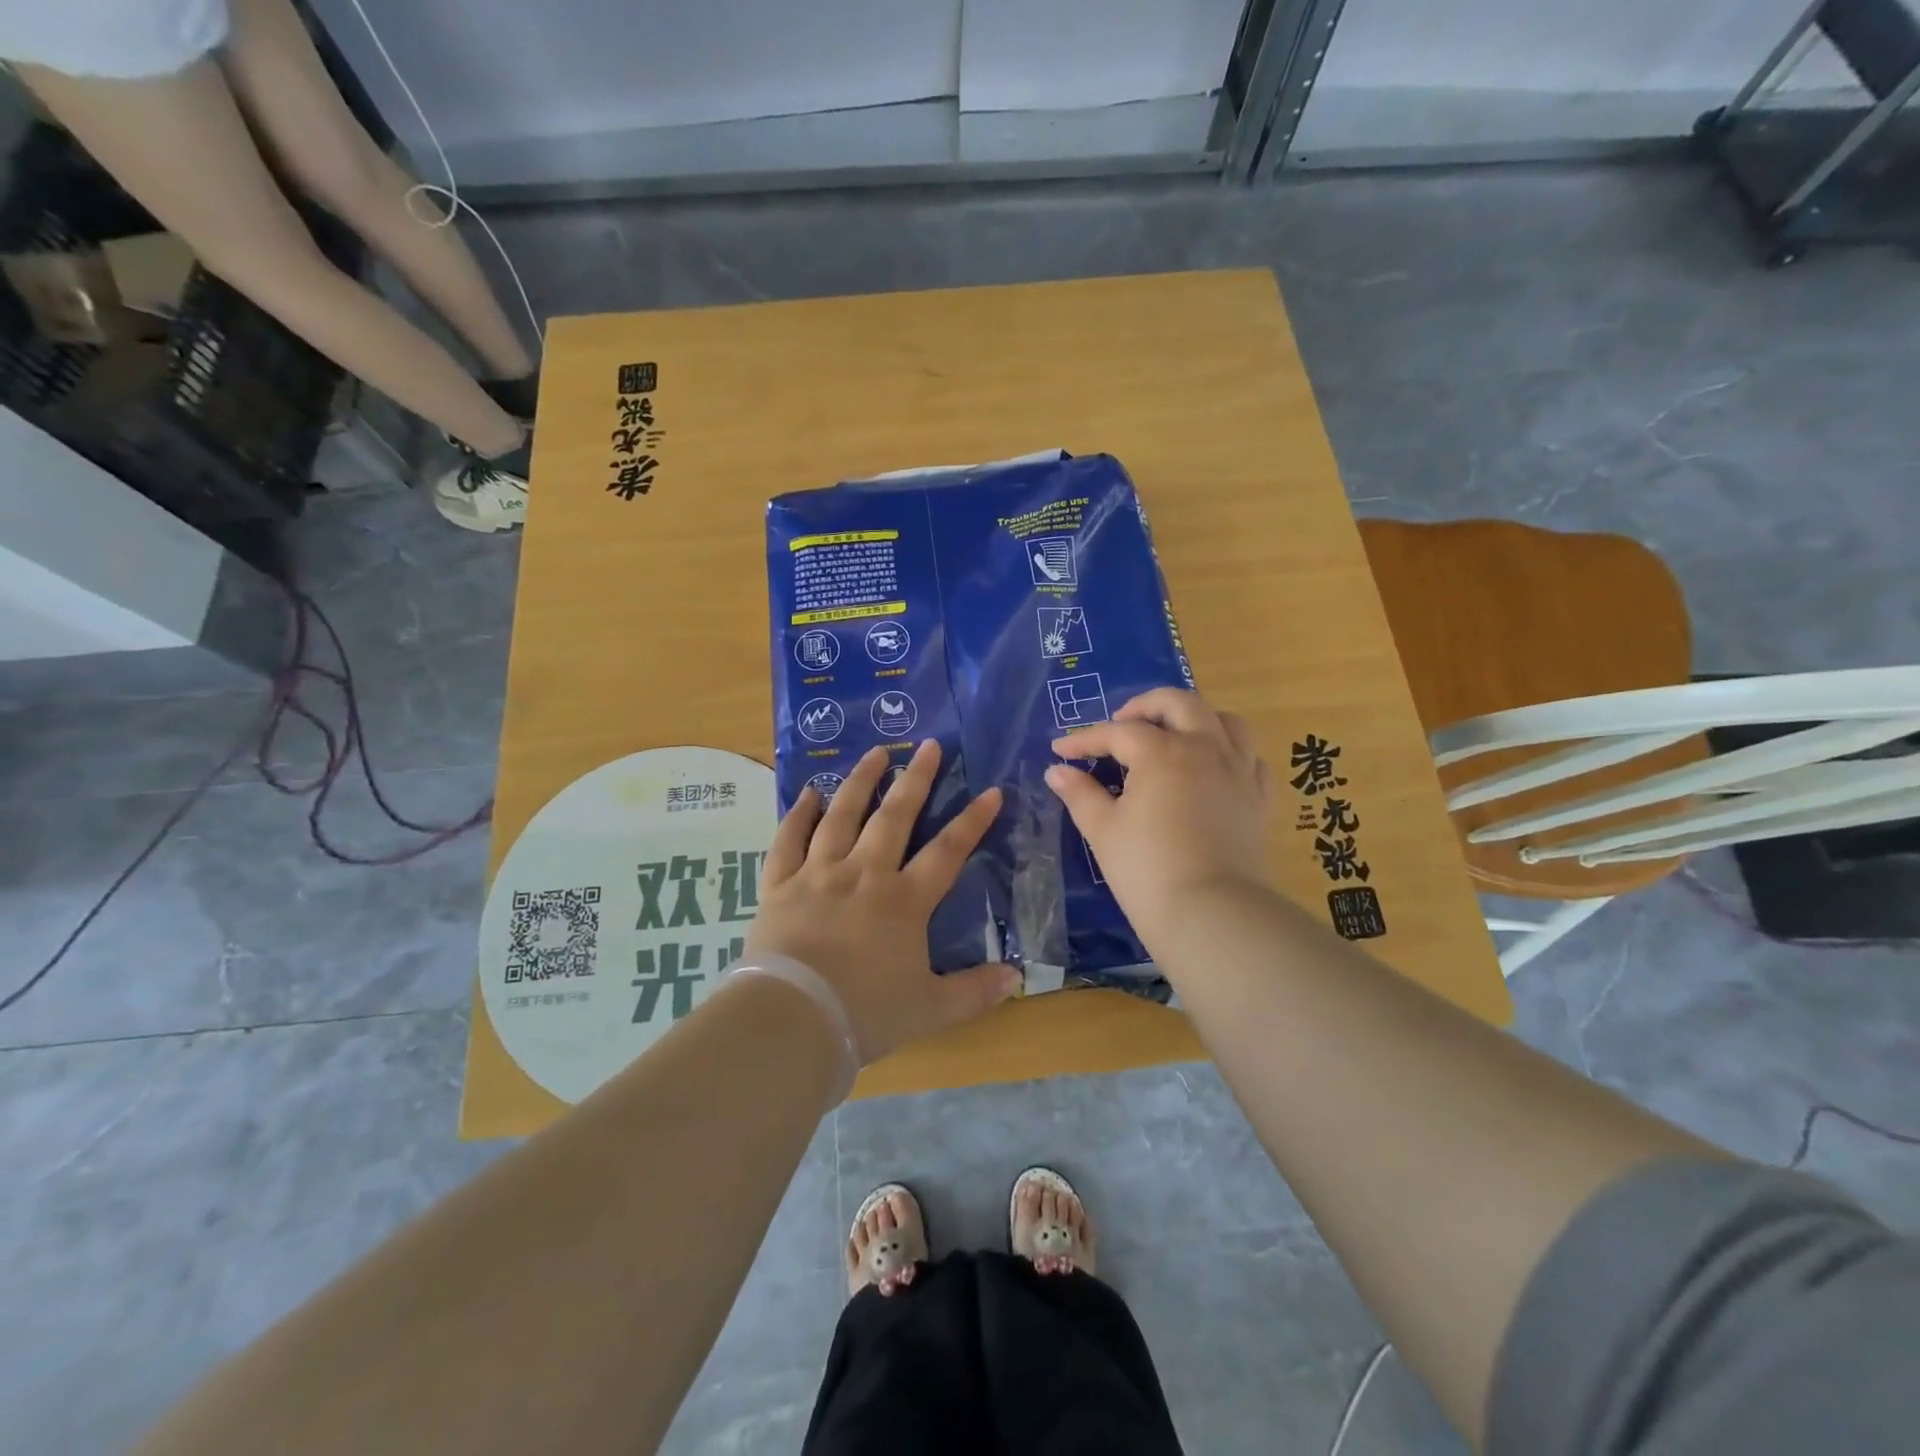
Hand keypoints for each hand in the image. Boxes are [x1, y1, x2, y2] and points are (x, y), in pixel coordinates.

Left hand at [742, 741, 1019, 1063]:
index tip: (991, 791)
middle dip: (916, 779)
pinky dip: (798, 814)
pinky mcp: (780, 884)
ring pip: (842, 816)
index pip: (948, 851)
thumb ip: (974, 992)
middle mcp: (864, 874)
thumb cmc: (864, 1014)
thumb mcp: (930, 1009)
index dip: (973, 821)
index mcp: (904, 901)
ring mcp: (818, 874)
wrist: (791, 1020)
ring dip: (860, 781)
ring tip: (875, 752)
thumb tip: (1018, 978)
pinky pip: (789, 839)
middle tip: (929, 745)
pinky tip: (809, 792)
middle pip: (895, 817)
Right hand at [1047, 688, 1273, 944]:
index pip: (1118, 733)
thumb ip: (1080, 794)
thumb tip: (1057, 771)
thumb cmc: (1147, 869)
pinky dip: (1230, 752)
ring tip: (1174, 733)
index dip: (1085, 739)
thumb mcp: (1103, 829)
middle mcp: (1205, 748)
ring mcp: (1239, 770)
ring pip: (1225, 721)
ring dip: (1195, 717)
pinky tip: (1214, 767)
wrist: (1212, 913)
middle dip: (1145, 705)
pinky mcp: (1259, 798)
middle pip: (1179, 704)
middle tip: (1121, 723)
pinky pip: (1250, 758)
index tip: (1060, 749)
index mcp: (1162, 752)